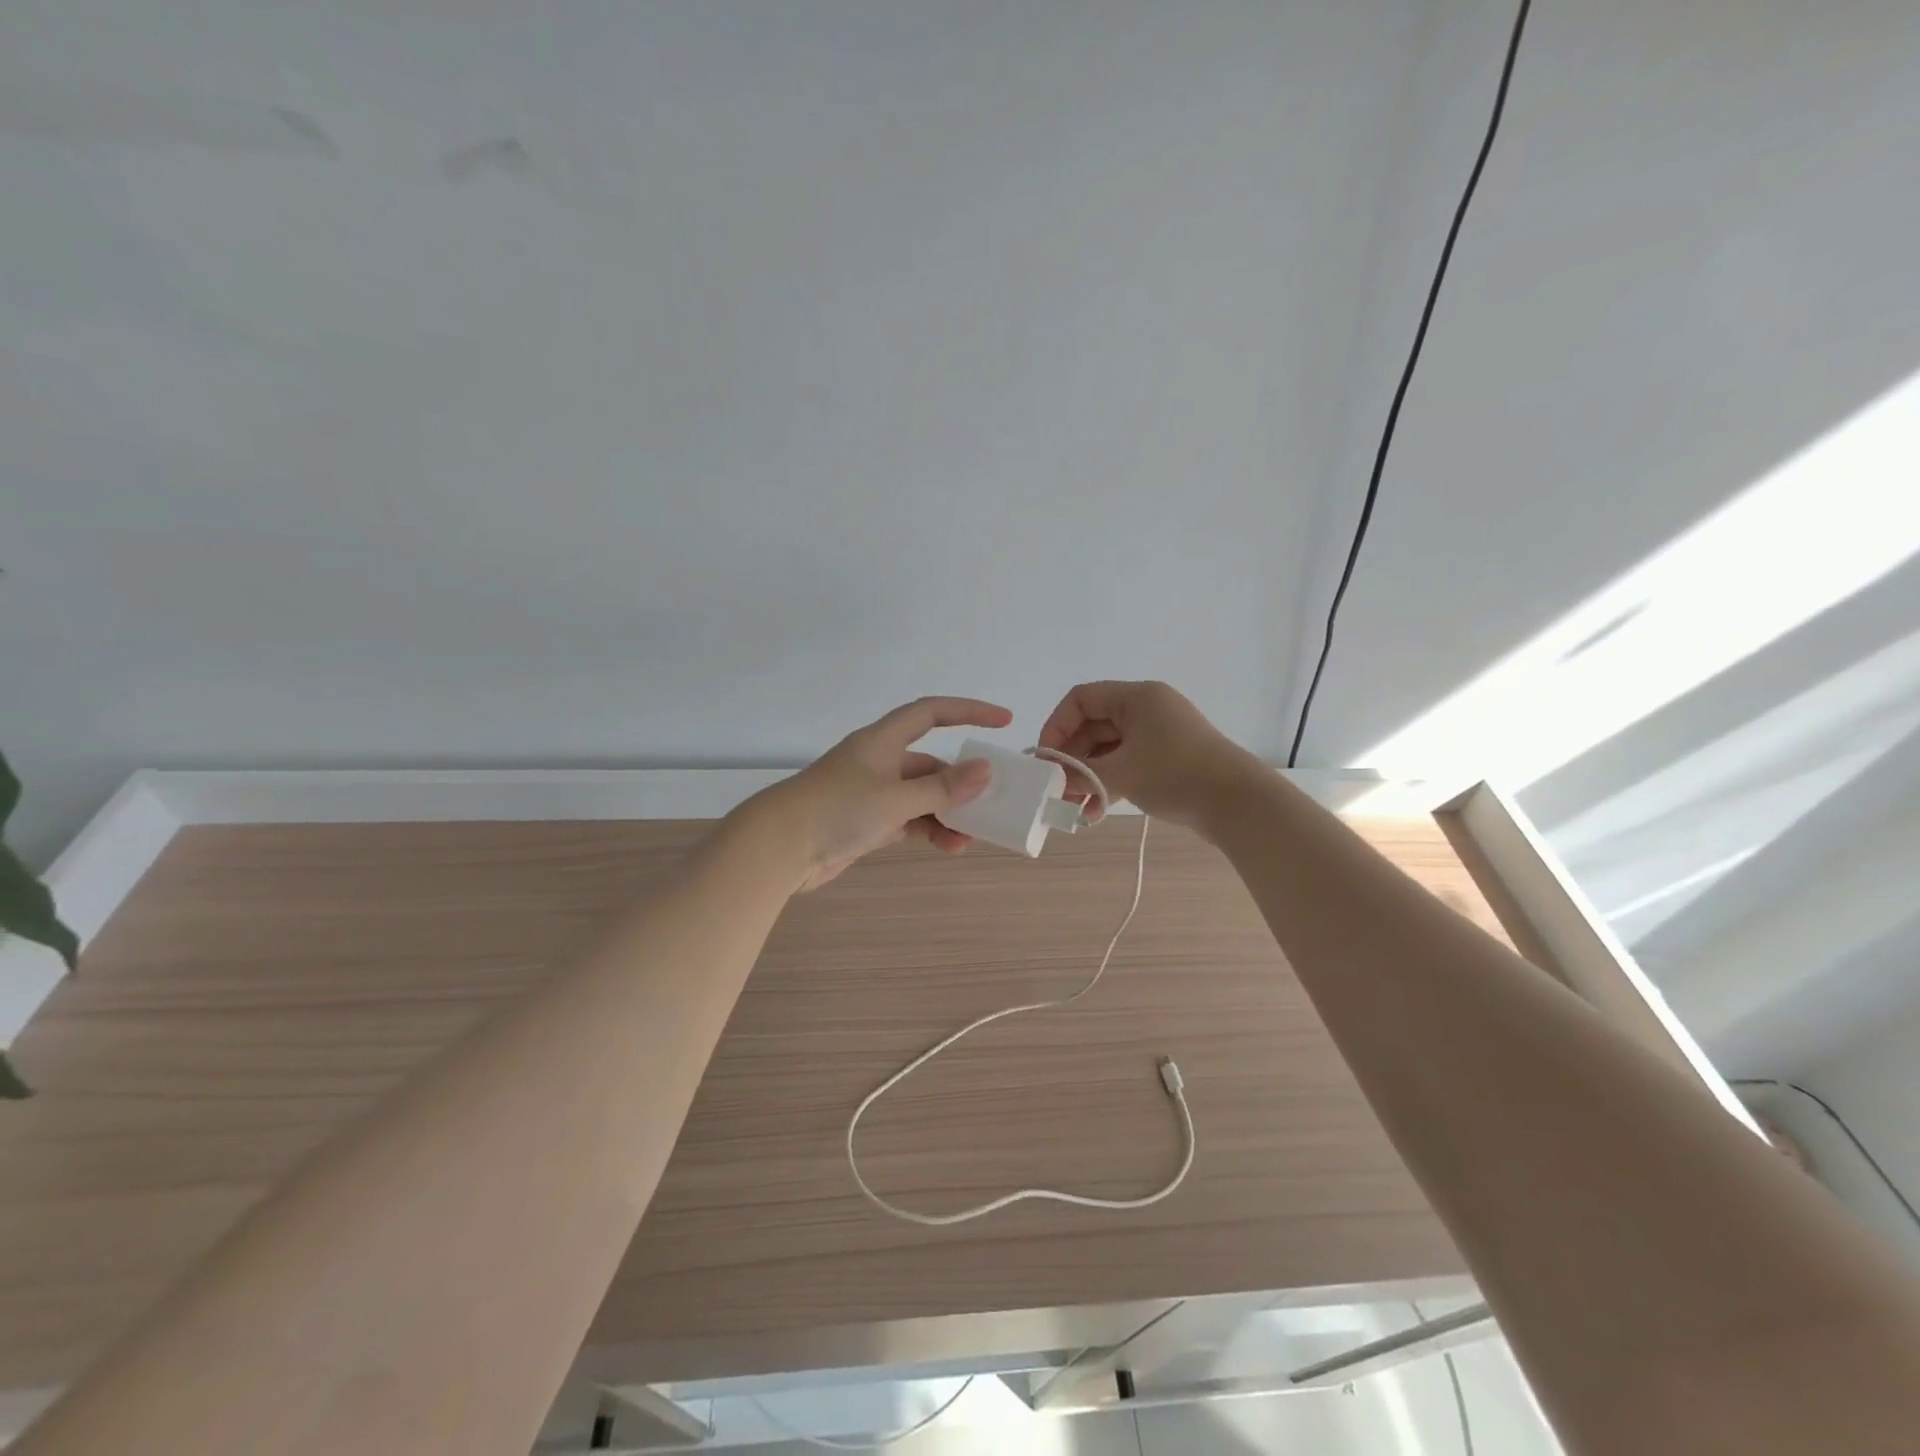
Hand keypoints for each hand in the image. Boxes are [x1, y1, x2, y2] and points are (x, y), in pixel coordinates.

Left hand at [750, 696, 1012, 891]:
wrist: (780, 848)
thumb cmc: (838, 809)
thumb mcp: (896, 798)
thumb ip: (942, 788)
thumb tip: (985, 771)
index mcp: (882, 741)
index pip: (931, 712)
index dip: (968, 711)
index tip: (1003, 721)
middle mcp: (879, 761)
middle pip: (930, 763)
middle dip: (960, 782)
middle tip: (990, 802)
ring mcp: (871, 793)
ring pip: (921, 796)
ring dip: (947, 814)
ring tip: (969, 837)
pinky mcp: (866, 822)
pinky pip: (909, 819)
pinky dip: (929, 829)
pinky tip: (948, 846)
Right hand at [1038, 680, 1254, 826]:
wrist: (1238, 804)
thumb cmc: (1175, 775)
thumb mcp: (1119, 774)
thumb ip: (1079, 772)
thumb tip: (1050, 775)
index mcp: (1136, 698)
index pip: (1080, 699)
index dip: (1056, 727)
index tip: (1046, 760)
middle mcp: (1147, 709)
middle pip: (1093, 726)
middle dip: (1072, 759)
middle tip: (1056, 789)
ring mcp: (1159, 734)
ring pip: (1109, 749)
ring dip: (1089, 776)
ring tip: (1074, 808)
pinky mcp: (1168, 758)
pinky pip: (1128, 763)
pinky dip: (1110, 783)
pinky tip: (1096, 812)